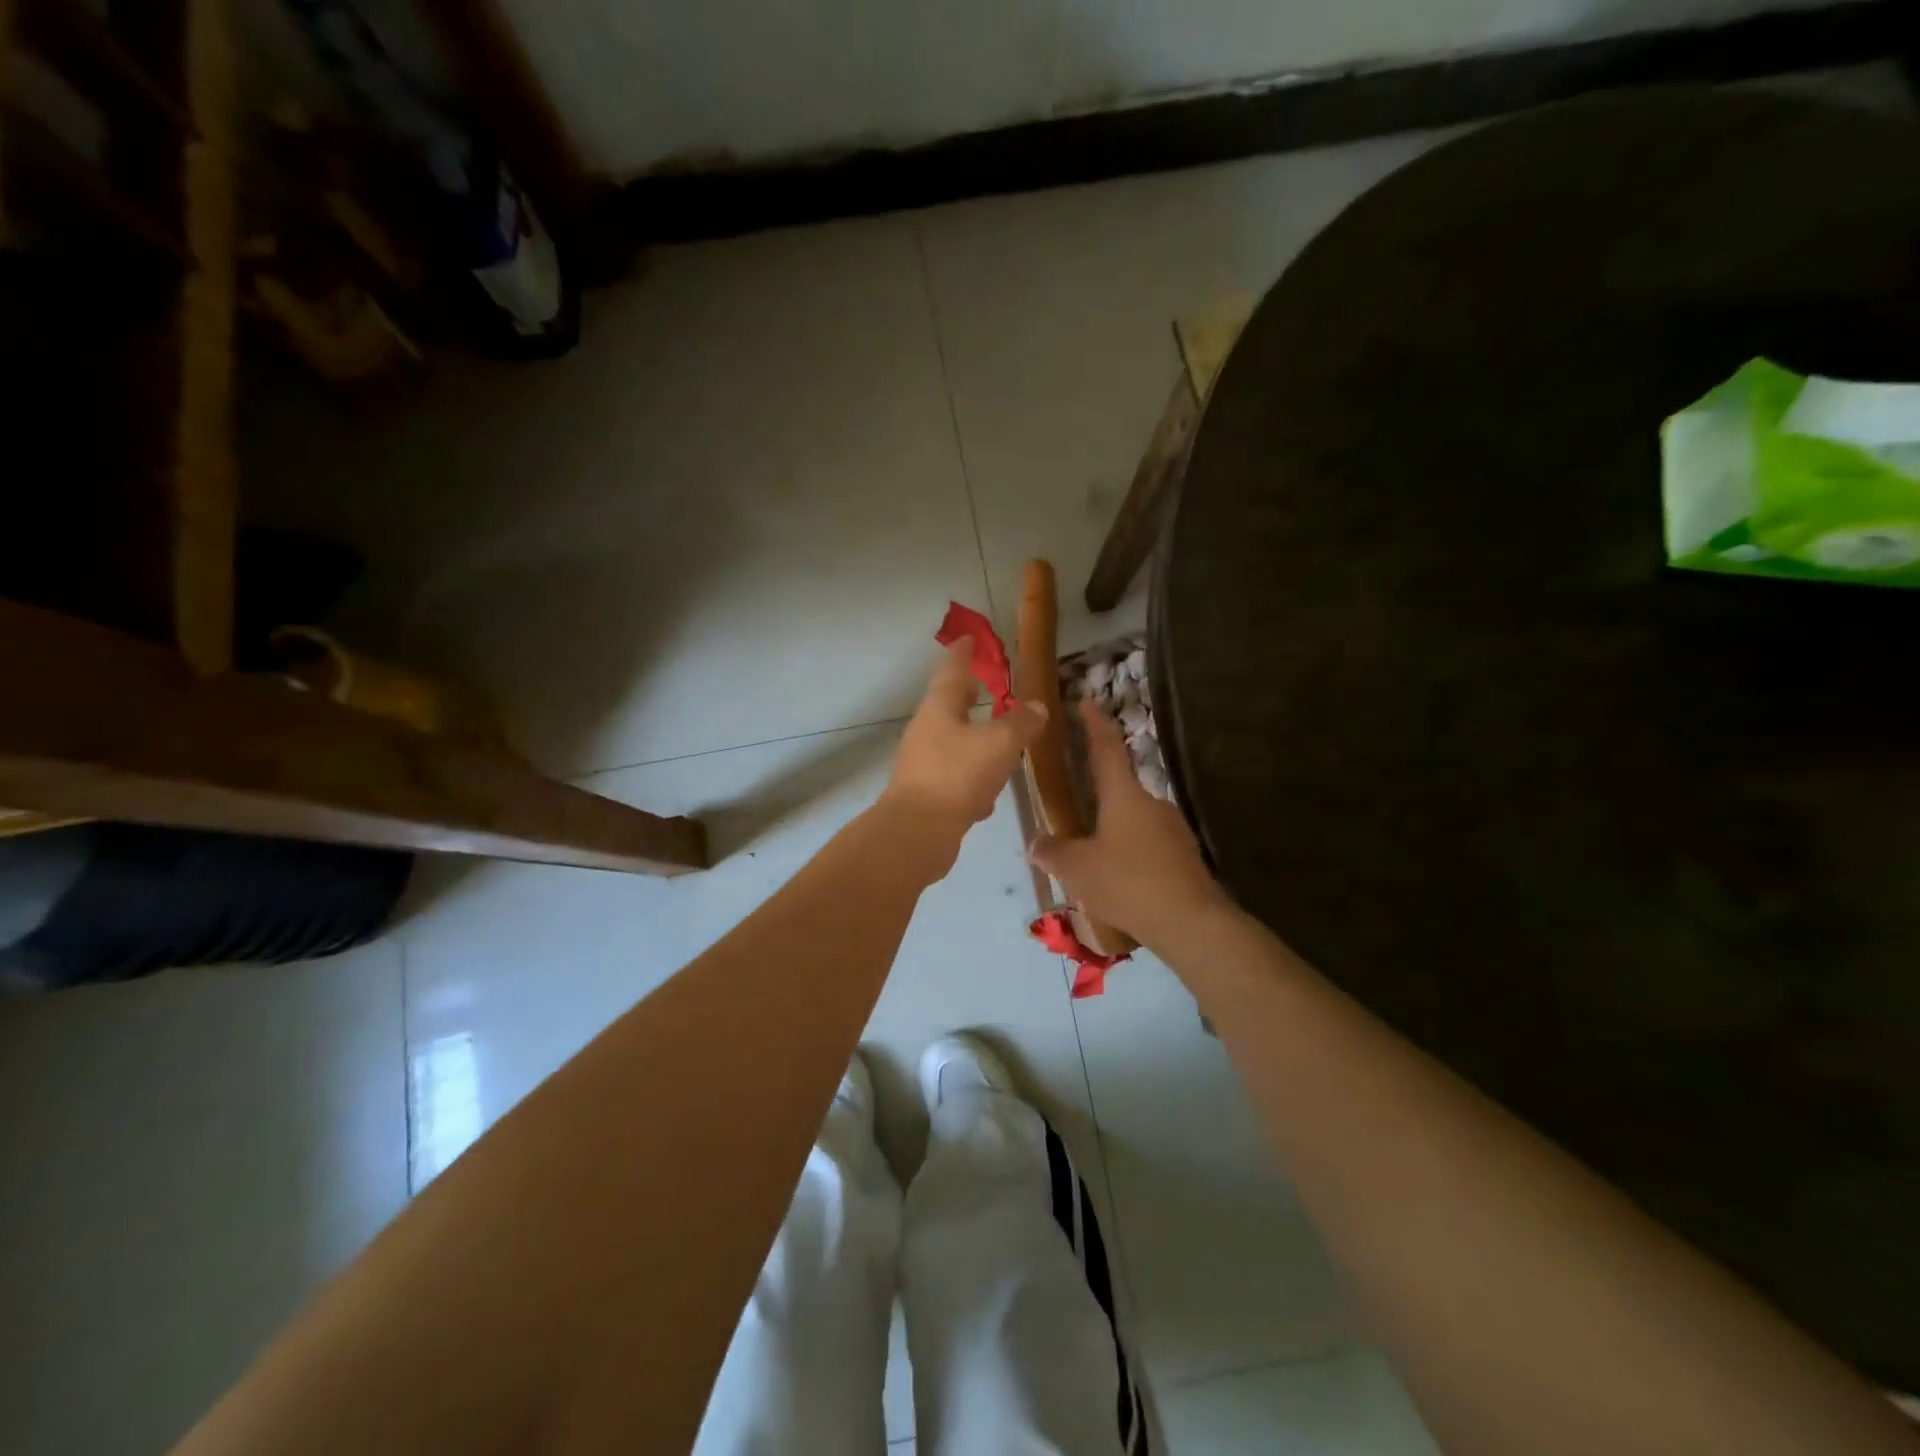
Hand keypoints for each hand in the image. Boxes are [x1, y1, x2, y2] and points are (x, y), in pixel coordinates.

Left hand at [881, 637, 1046, 842]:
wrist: (917, 833)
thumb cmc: (957, 775)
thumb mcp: (999, 743)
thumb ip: (1021, 723)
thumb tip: (1037, 707)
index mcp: (940, 708)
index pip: (952, 669)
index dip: (964, 652)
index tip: (971, 638)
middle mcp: (927, 730)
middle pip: (950, 704)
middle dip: (969, 692)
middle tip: (988, 682)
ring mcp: (925, 763)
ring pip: (955, 741)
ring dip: (975, 738)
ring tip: (1000, 740)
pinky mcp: (928, 794)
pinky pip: (956, 776)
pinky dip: (974, 778)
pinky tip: (988, 796)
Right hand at [1029, 697, 1232, 949]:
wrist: (1190, 922)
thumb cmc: (1127, 882)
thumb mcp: (1077, 869)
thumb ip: (1053, 853)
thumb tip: (1035, 843)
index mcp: (1124, 796)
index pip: (1106, 749)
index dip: (1094, 724)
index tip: (1088, 700)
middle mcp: (1152, 803)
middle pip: (1120, 790)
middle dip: (1098, 800)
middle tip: (1076, 816)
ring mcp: (1173, 829)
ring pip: (1134, 822)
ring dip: (1114, 833)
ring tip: (1094, 861)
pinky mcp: (1185, 856)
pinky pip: (1149, 847)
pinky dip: (1132, 856)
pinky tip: (1121, 881)